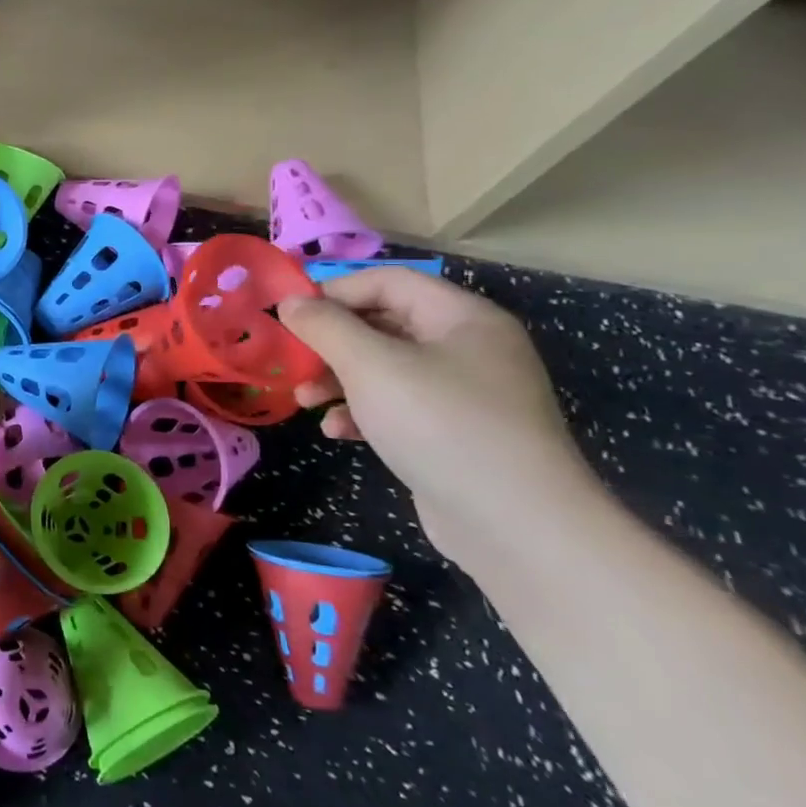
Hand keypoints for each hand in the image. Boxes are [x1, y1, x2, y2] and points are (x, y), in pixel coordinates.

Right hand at [278, 269, 600, 561]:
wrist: (516, 525)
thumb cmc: (441, 424)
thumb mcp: (372, 366)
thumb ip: (326, 326)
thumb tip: (290, 301)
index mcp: (462, 317)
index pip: (387, 281)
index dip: (334, 291)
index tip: (289, 315)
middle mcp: (468, 348)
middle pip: (384, 324)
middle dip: (331, 342)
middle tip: (292, 361)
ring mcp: (465, 394)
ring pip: (385, 368)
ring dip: (338, 380)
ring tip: (304, 401)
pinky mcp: (455, 434)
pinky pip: (398, 407)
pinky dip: (363, 412)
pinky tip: (337, 432)